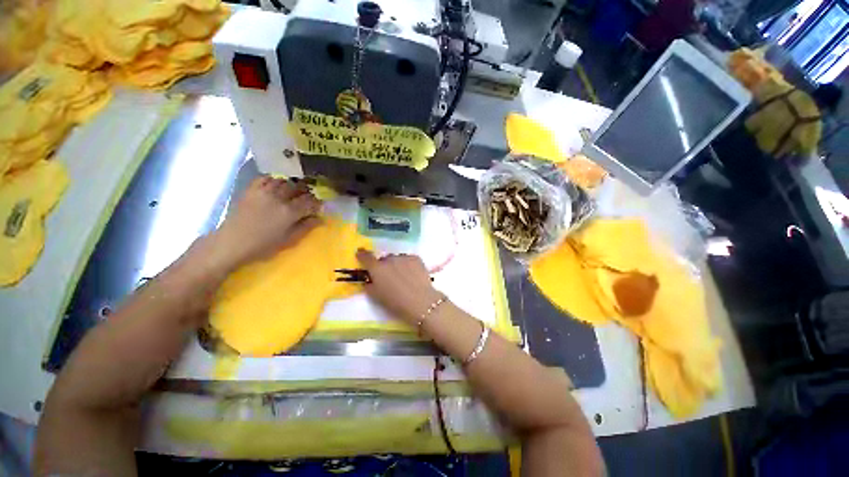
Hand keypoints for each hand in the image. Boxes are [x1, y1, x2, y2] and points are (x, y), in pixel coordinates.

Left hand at [213, 176, 320, 269]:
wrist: (232, 242)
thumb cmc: (263, 246)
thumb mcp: (289, 240)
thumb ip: (306, 227)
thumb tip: (320, 218)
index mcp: (289, 212)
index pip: (310, 201)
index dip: (317, 202)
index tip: (320, 205)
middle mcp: (279, 198)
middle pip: (299, 188)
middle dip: (307, 191)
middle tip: (309, 197)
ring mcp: (264, 191)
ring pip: (284, 181)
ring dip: (293, 184)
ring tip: (295, 190)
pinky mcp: (252, 189)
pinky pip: (266, 178)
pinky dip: (275, 179)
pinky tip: (278, 184)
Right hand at [356, 249, 442, 324]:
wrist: (420, 302)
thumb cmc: (395, 302)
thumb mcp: (376, 297)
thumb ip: (369, 286)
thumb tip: (368, 280)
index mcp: (377, 268)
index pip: (366, 256)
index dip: (362, 255)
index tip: (361, 253)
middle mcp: (389, 259)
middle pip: (384, 259)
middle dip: (385, 266)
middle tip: (389, 278)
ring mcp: (404, 257)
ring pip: (397, 259)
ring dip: (397, 265)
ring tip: (403, 278)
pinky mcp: (416, 258)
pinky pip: (408, 260)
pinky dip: (409, 265)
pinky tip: (413, 275)